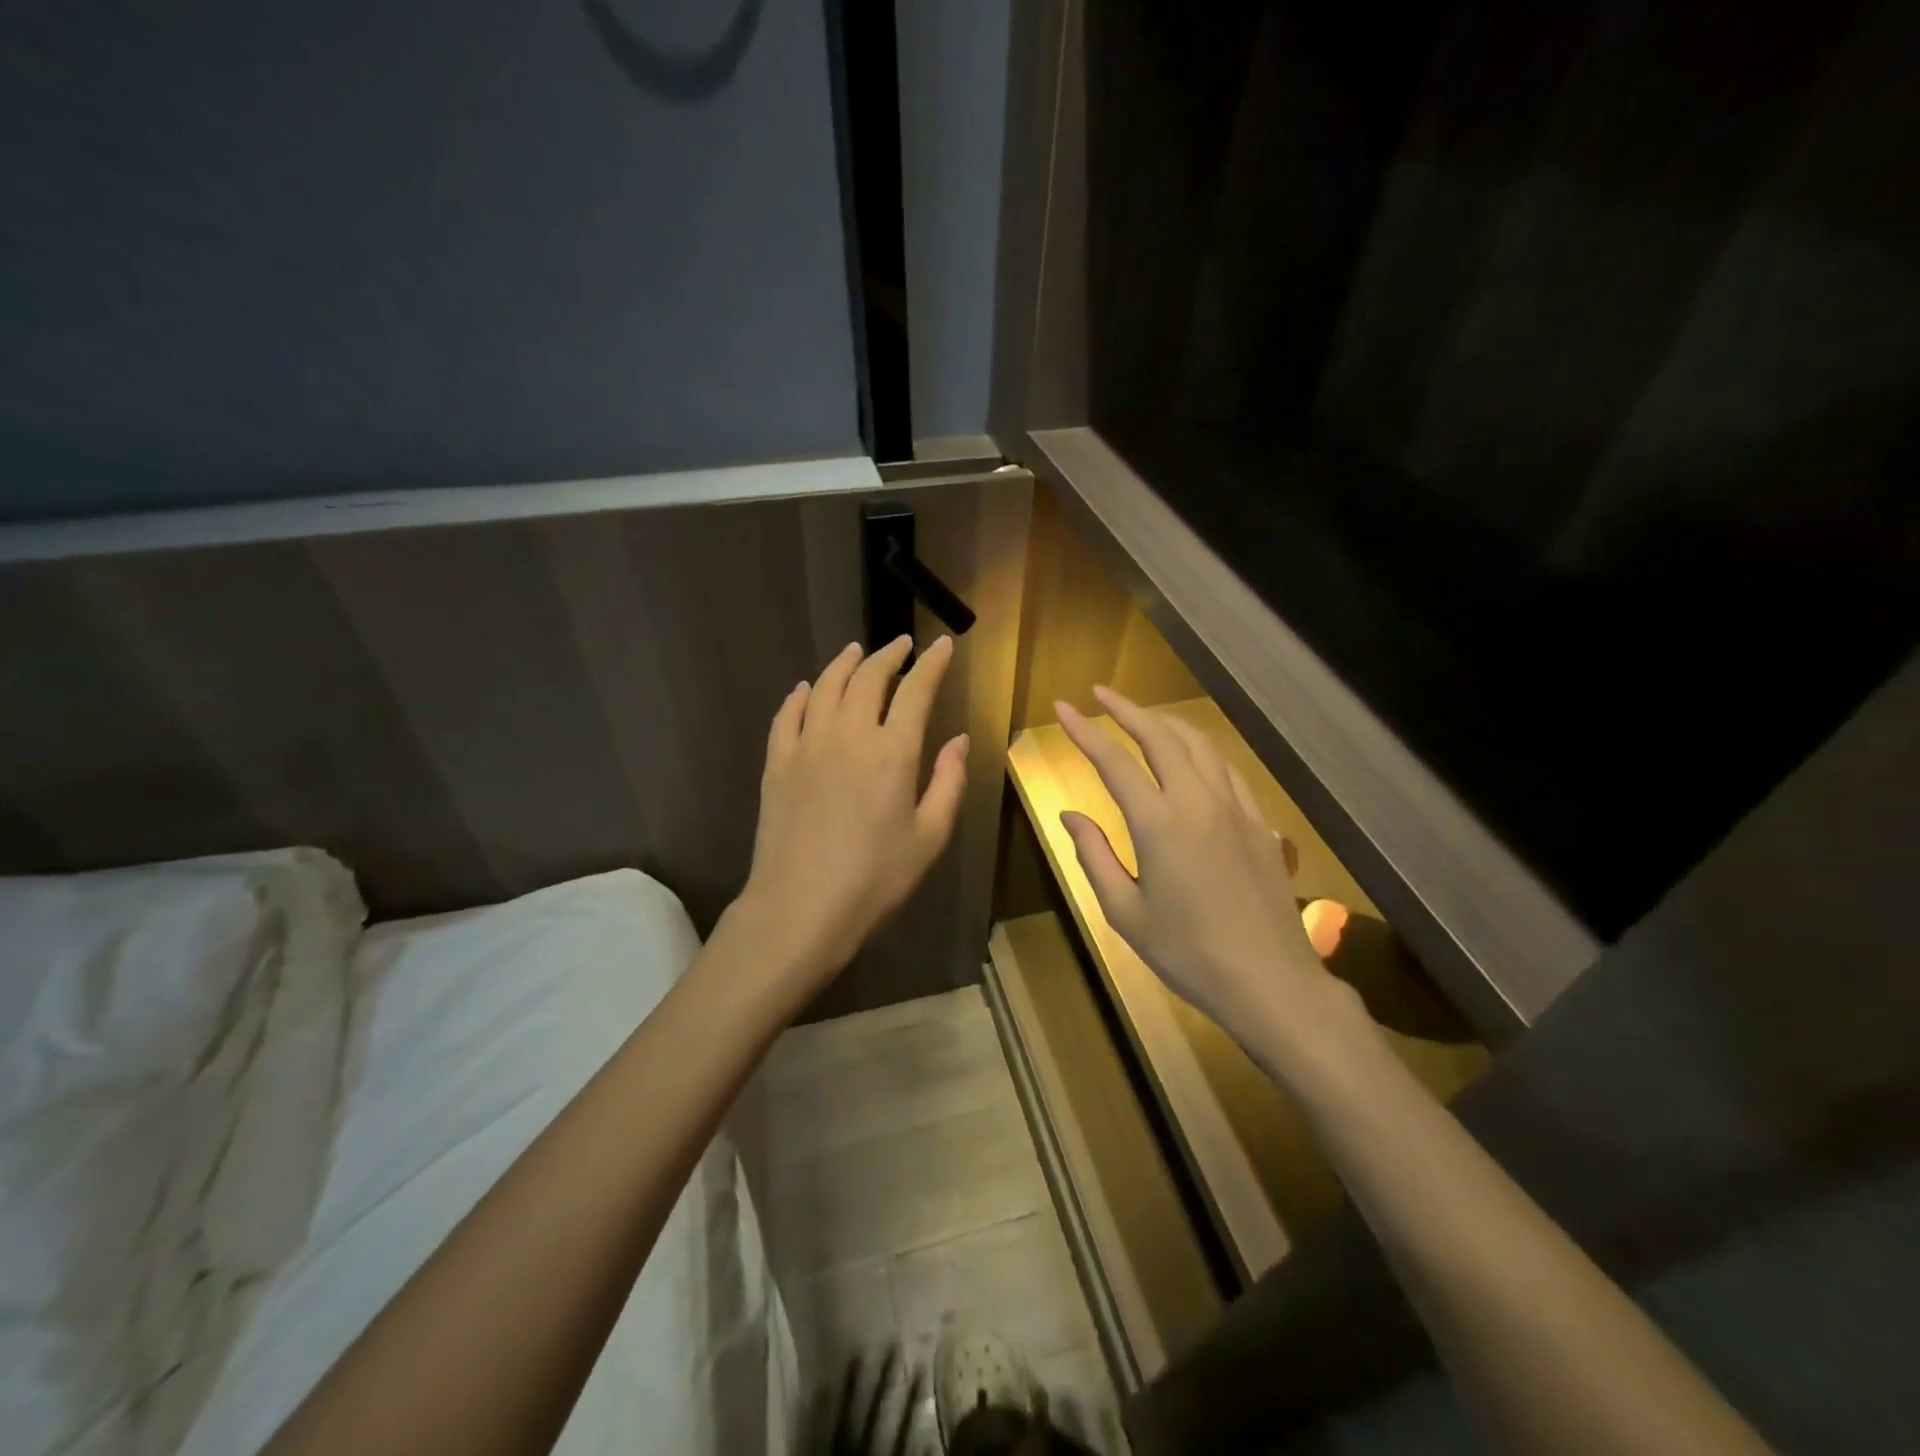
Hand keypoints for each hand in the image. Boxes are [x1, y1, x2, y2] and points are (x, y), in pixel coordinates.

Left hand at [735, 635, 968, 1002]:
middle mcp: (849, 735)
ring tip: (856, 651)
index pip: (917, 690)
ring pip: (826, 687)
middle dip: (889, 655)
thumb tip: (959, 740)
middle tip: (901, 645)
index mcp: (893, 752)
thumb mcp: (929, 837)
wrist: (800, 908)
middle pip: (868, 678)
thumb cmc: (875, 879)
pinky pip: (787, 715)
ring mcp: (807, 746)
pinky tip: (807, 689)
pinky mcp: (777, 764)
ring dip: (844, 664)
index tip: (941, 645)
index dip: (931, 664)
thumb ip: (948, 783)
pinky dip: (800, 695)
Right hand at [1055, 686, 1358, 1053]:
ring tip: (1141, 716)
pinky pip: (1226, 769)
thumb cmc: (1187, 953)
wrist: (1269, 980)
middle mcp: (1198, 802)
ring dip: (1166, 722)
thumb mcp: (1125, 912)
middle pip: (1161, 736)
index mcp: (1159, 824)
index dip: (1085, 730)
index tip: (1063, 707)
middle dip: (1127, 709)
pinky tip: (1192, 755)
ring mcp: (1235, 808)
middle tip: (1100, 693)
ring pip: (1200, 744)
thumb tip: (1070, 814)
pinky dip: (1201, 750)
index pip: (1114, 761)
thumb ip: (1093, 856)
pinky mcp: (1259, 822)